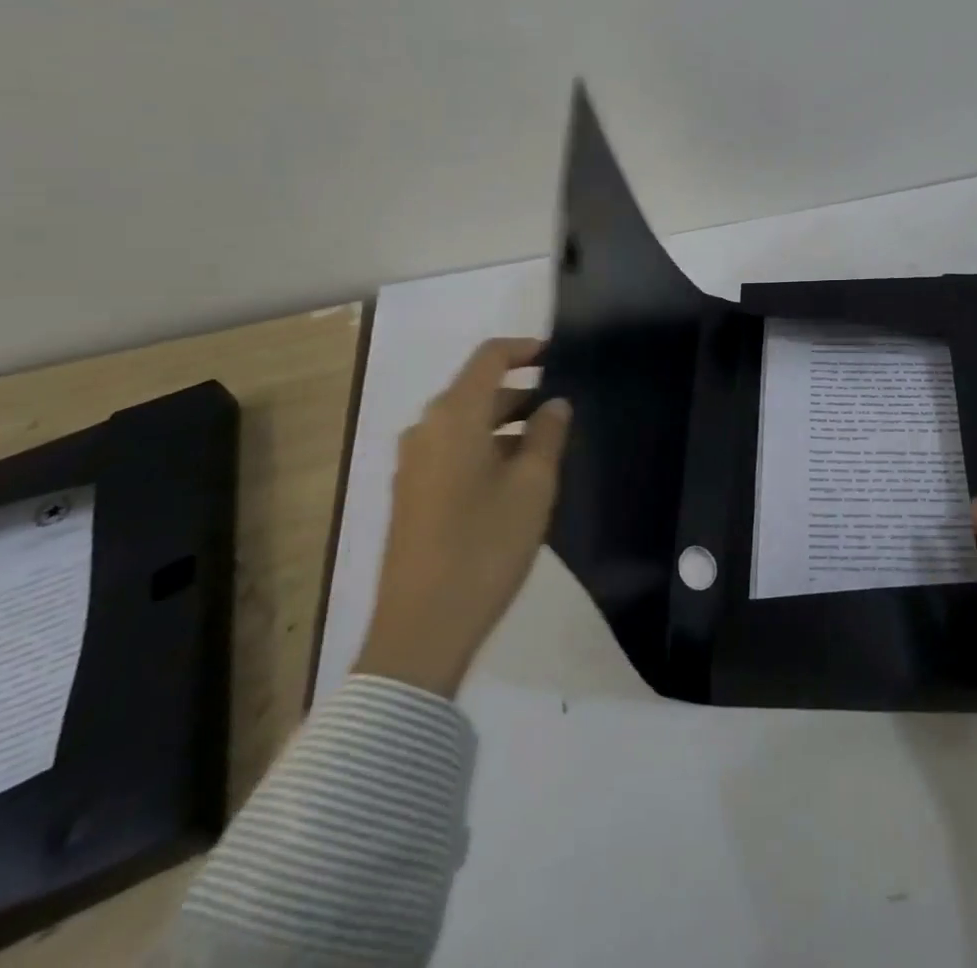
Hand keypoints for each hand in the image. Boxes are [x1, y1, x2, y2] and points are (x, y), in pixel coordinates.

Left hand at [353, 337, 571, 697]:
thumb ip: (548, 434)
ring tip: (548, 445)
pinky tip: (515, 478)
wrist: (421, 629)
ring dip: (506, 424)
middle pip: (477, 390)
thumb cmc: (485, 546)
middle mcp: (426, 430)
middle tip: (565, 410)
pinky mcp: (411, 493)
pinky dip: (485, 447)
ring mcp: (413, 463)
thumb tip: (555, 403)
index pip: (489, 358)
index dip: (525, 349)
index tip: (560, 355)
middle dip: (522, 392)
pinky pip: (453, 450)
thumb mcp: (533, 486)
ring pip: (466, 423)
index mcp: (454, 417)